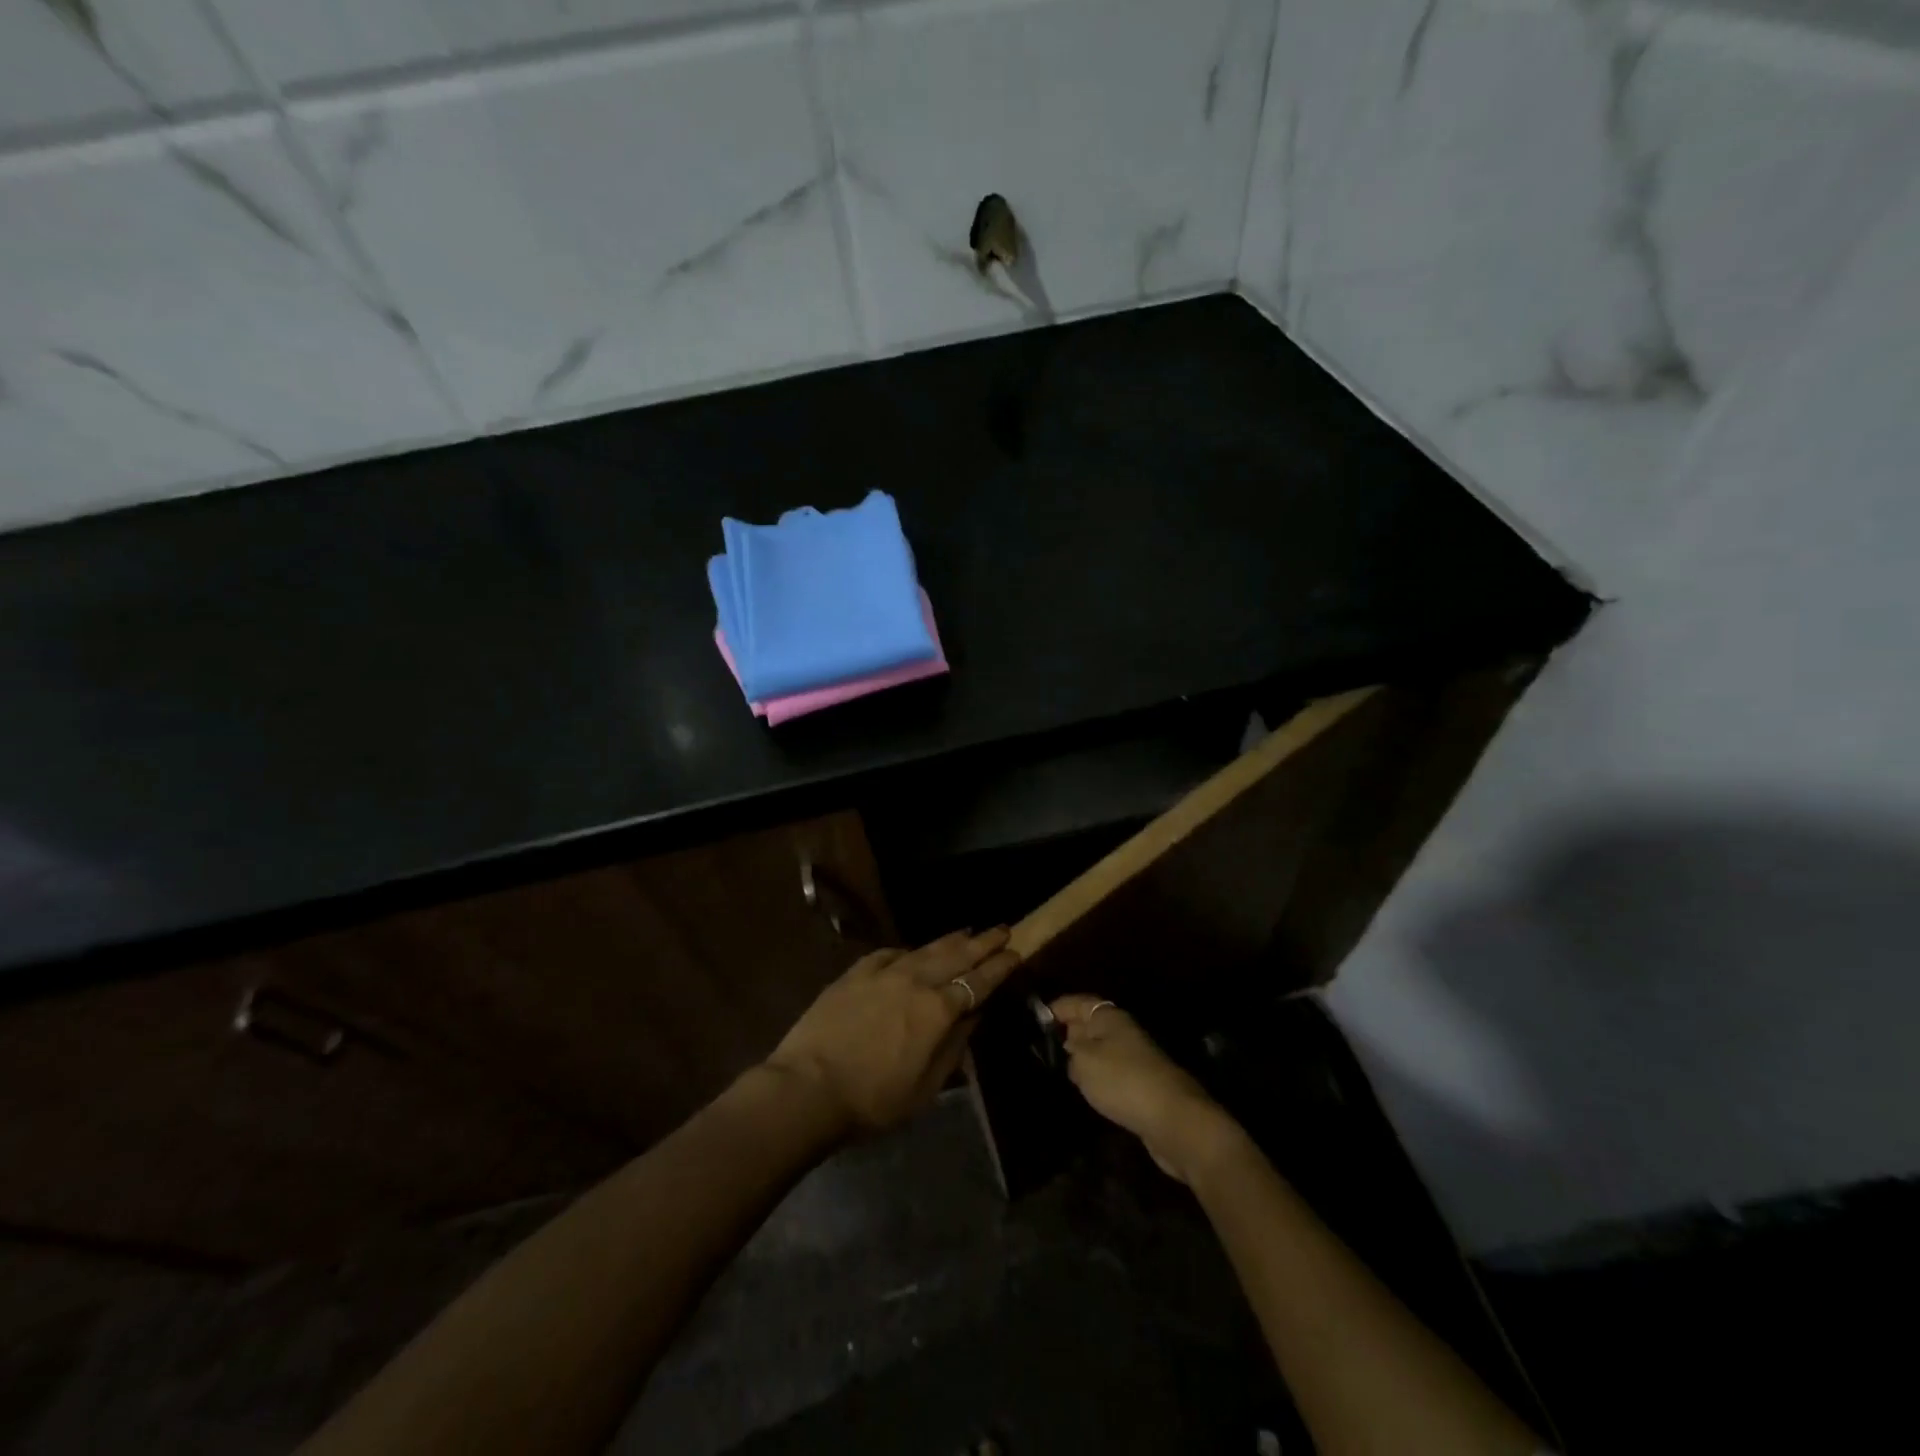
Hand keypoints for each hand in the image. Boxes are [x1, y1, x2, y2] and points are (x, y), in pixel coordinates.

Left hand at [766, 928, 1021, 1136]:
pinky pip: (889, 953)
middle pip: (957, 955)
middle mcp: (915, 981)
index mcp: (938, 1010)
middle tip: (1002, 929)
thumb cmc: (873, 1100)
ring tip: (967, 931)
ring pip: (925, 948)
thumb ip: (954, 1047)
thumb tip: (973, 1017)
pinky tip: (912, 951)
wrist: (808, 1087)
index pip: (978, 981)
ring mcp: (883, 972)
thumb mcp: (926, 1087)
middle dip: (983, 942)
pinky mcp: (855, 973)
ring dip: (950, 940)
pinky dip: (908, 951)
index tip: (1015, 952)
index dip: (999, 966)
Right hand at [1051, 995, 1242, 1184]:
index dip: (1057, 1008)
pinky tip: (1083, 1089)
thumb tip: (1068, 1047)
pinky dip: (1095, 1077)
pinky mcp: (1139, 1084)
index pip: (1078, 1002)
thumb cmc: (1122, 1080)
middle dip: (1067, 1032)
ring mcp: (1133, 1058)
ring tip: (1056, 1069)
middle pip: (1089, 1025)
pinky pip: (1109, 1072)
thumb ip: (1069, 1051)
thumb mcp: (1083, 1062)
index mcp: (1109, 1017)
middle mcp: (1122, 1031)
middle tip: (1040, 1047)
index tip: (1035, 1019)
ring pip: (1099, 1050)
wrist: (1172, 1118)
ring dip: (1081, 1058)